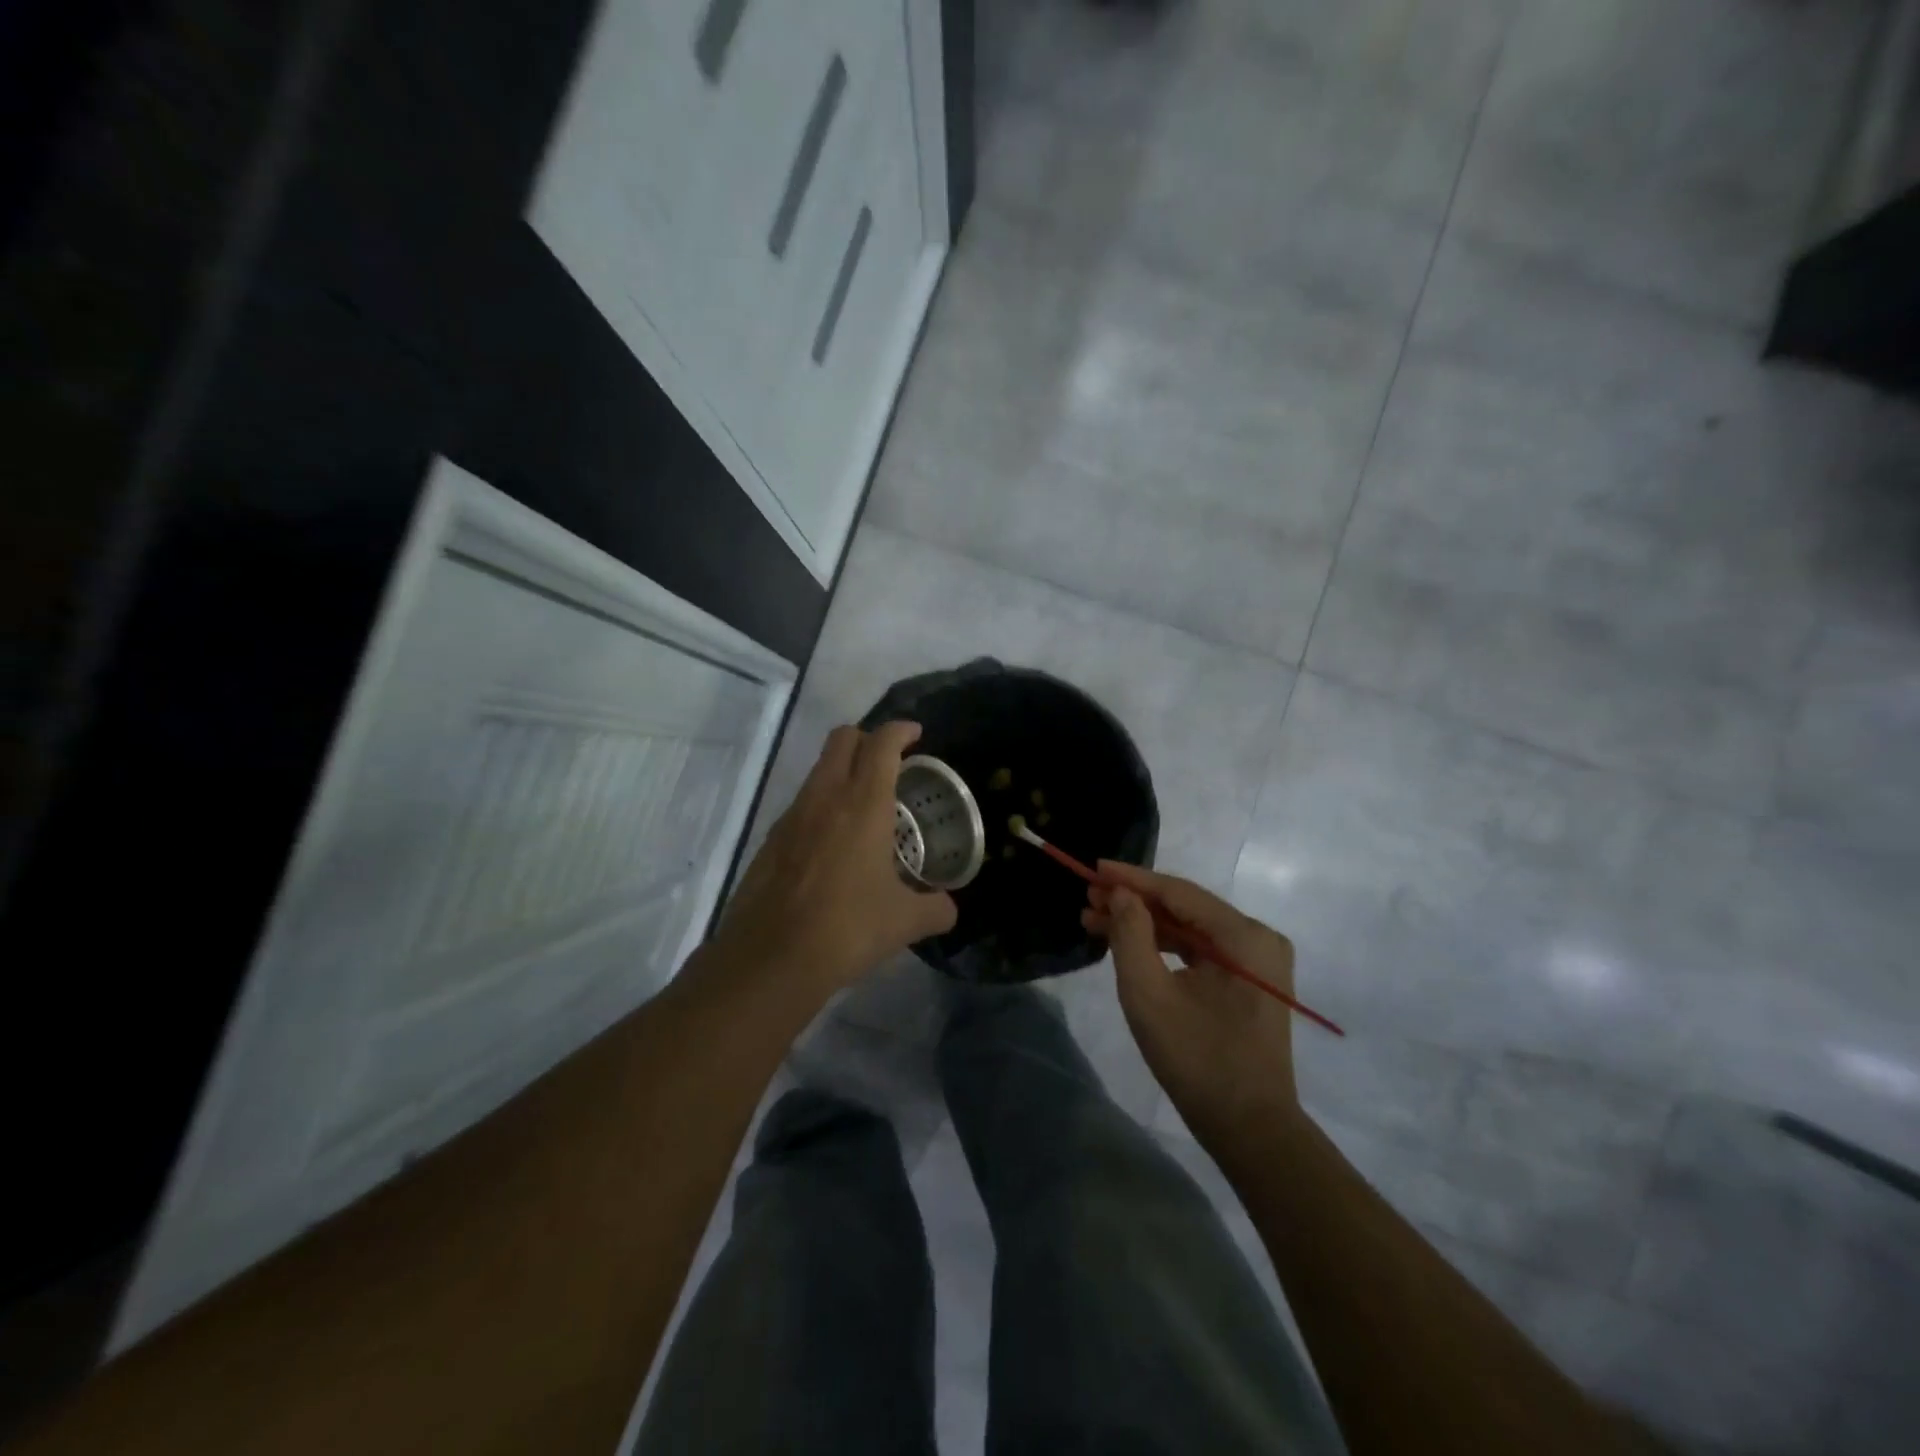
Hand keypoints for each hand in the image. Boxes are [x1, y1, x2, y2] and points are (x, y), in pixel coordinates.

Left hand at [711, 721, 957, 999]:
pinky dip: (822, 805)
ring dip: (842, 771)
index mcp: (863, 804)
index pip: (881, 743)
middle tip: (890, 761)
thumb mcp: (904, 922)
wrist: (771, 959)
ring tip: (866, 805)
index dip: (900, 730)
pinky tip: (835, 844)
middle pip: (842, 739)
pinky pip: (802, 804)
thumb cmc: (847, 928)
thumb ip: (935, 909)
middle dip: (868, 738)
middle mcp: (825, 797)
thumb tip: (949, 909)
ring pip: (818, 770)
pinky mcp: (771, 840)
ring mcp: (792, 816)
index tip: (915, 734)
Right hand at [1081, 861, 1300, 1142]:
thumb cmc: (1198, 1060)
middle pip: (1185, 908)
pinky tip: (1128, 944)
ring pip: (1190, 929)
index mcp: (1244, 936)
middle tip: (1087, 898)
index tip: (1093, 868)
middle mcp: (1258, 938)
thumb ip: (1130, 935)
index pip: (1178, 892)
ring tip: (1095, 920)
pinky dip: (1164, 947)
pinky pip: (1201, 951)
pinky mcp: (1249, 982)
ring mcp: (1257, 961)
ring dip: (1144, 925)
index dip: (1132, 879)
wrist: (1251, 1130)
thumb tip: (1120, 894)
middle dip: (1133, 903)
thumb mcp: (1149, 995)